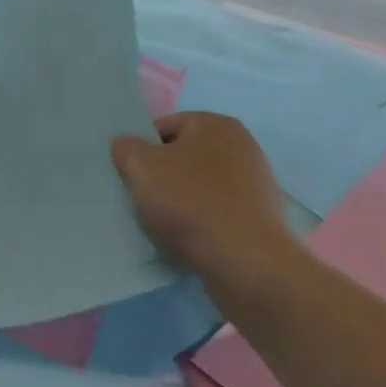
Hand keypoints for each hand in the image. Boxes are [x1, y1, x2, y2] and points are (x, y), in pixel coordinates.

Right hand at [111, 113, 299, 304]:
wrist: (245, 262)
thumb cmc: (190, 203)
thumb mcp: (140, 167)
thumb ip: (126, 148)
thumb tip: (127, 146)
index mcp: (215, 124)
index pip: (162, 128)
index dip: (141, 151)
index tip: (131, 177)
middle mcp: (241, 145)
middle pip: (181, 157)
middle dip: (160, 177)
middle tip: (142, 200)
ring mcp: (254, 182)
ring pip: (198, 187)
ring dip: (178, 202)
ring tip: (163, 225)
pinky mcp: (259, 217)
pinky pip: (216, 212)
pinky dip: (199, 222)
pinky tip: (187, 240)